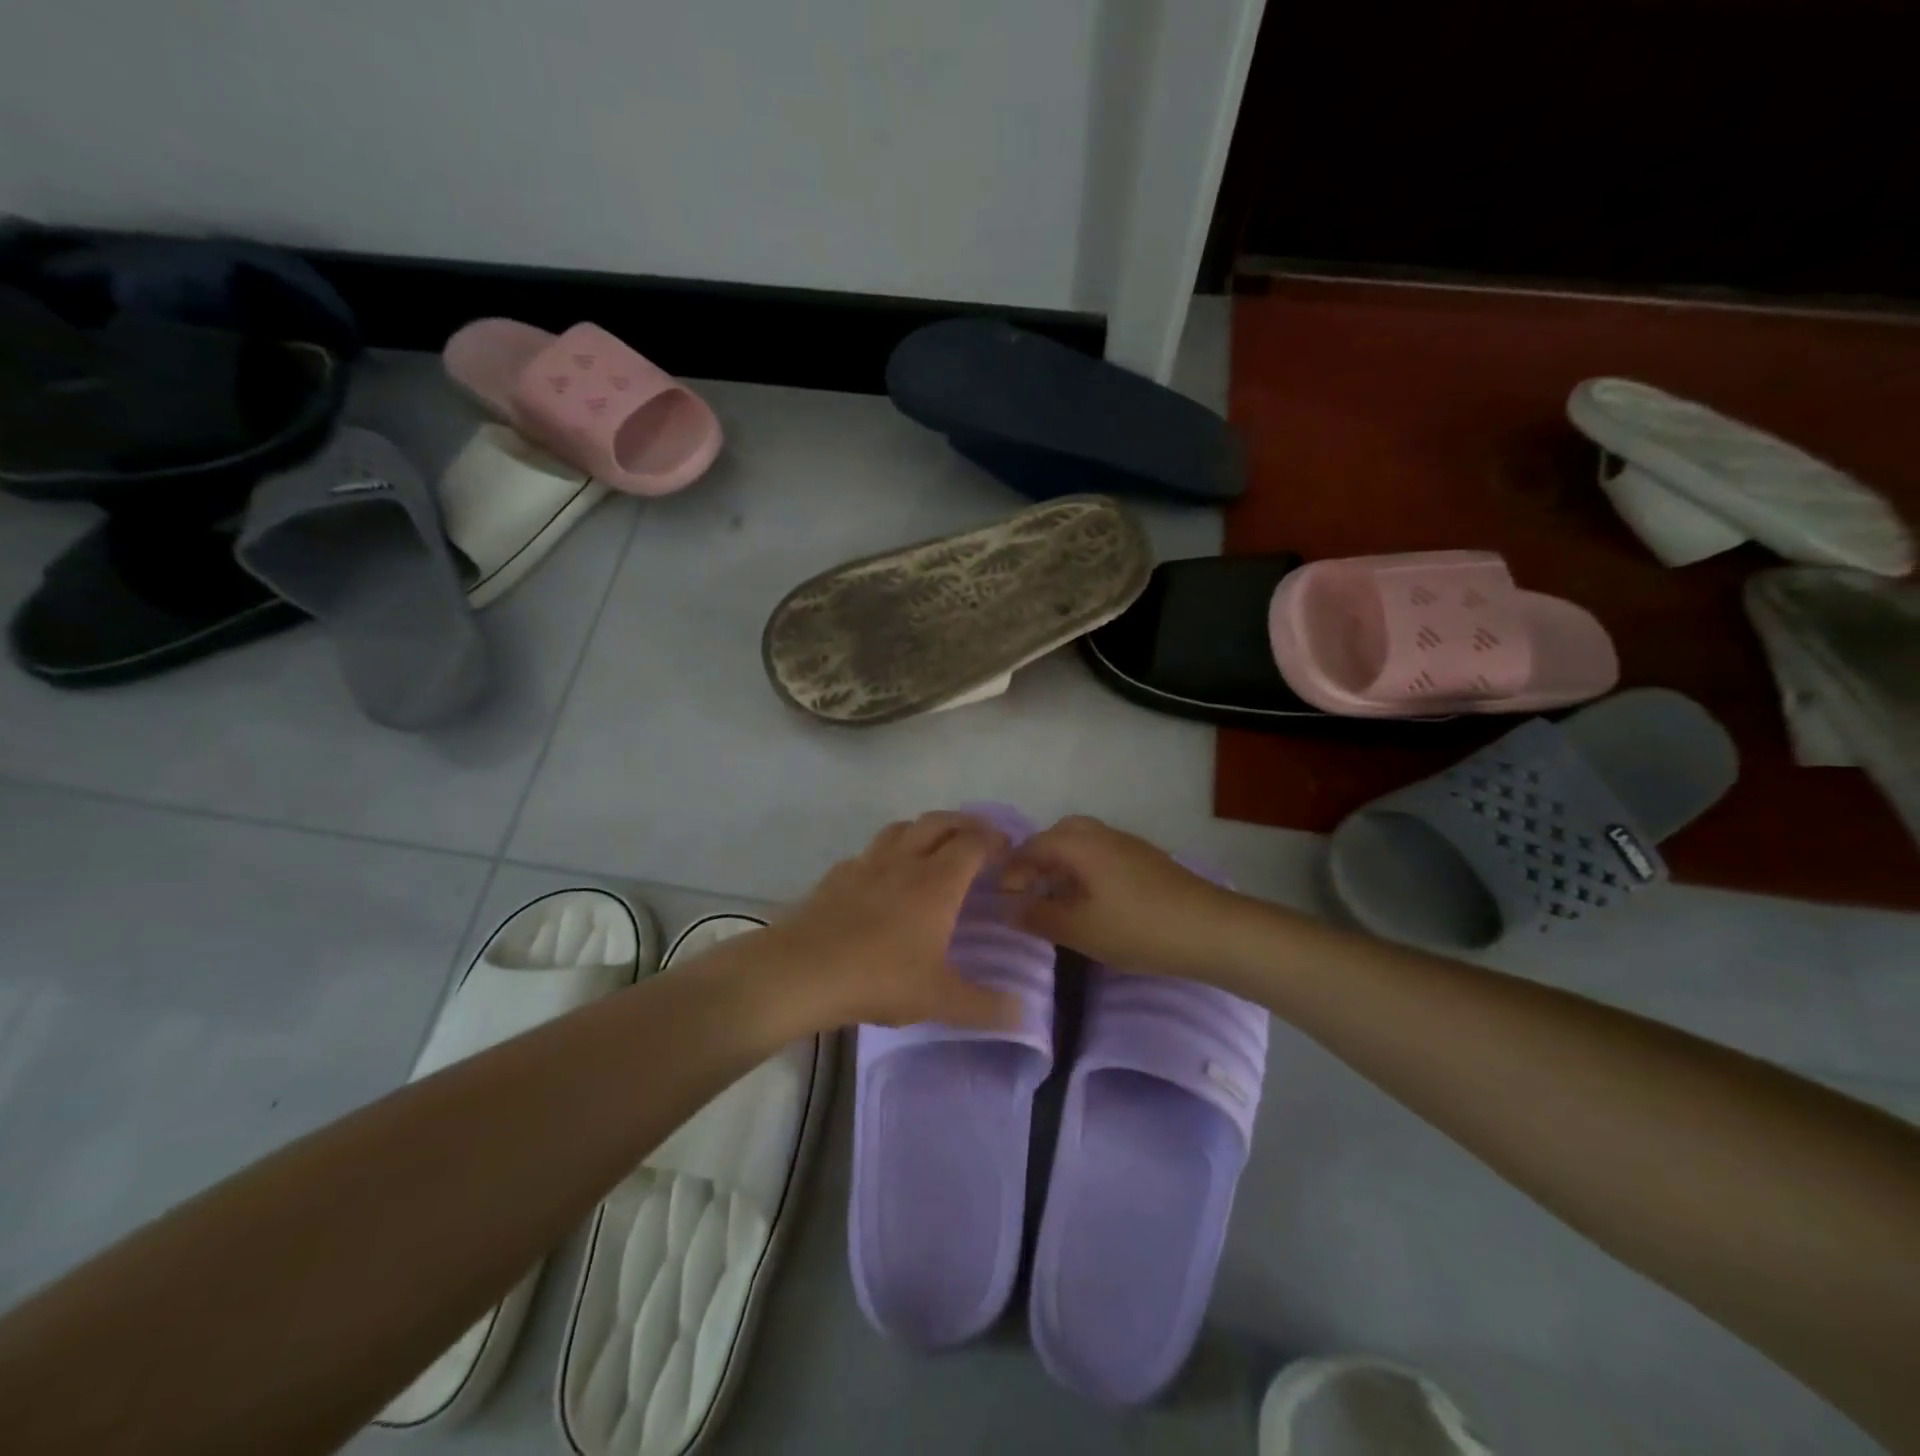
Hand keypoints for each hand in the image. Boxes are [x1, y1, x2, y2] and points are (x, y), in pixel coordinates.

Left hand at [751, 812, 1019, 1032]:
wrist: (802, 971)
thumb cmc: (879, 978)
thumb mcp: (939, 1000)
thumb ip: (984, 1006)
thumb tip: (1023, 1014)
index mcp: (936, 882)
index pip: (973, 843)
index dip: (994, 840)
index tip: (1007, 849)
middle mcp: (904, 860)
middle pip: (939, 822)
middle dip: (964, 824)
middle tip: (978, 839)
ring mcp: (867, 863)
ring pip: (902, 828)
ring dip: (925, 829)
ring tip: (933, 847)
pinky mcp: (837, 874)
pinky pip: (870, 851)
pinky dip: (888, 852)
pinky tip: (883, 875)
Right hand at [999, 815, 1241, 974]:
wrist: (1211, 929)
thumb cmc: (1138, 928)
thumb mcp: (1079, 929)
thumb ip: (1038, 916)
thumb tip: (1007, 908)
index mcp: (1079, 843)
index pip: (1031, 847)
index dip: (1012, 873)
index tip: (1004, 903)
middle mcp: (1100, 833)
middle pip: (1057, 836)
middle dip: (1037, 862)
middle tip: (1029, 895)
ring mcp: (1126, 844)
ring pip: (1082, 844)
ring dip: (1062, 866)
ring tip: (1057, 901)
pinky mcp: (1145, 859)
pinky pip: (1101, 854)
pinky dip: (1085, 870)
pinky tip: (1091, 902)